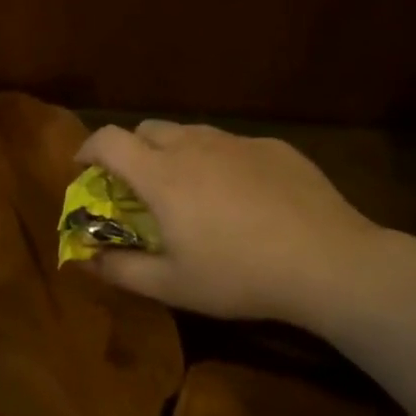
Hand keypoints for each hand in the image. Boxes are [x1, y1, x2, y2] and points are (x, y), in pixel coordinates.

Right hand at [74, 121, 395, 330]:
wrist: (330, 263)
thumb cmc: (239, 275)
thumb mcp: (172, 285)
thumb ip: (120, 269)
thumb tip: (85, 260)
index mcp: (160, 174)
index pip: (108, 140)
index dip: (88, 149)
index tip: (85, 169)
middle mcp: (193, 145)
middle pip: (147, 129)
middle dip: (132, 150)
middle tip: (140, 187)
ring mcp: (237, 142)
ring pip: (191, 133)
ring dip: (176, 153)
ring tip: (192, 190)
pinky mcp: (274, 147)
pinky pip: (232, 145)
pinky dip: (220, 161)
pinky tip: (244, 197)